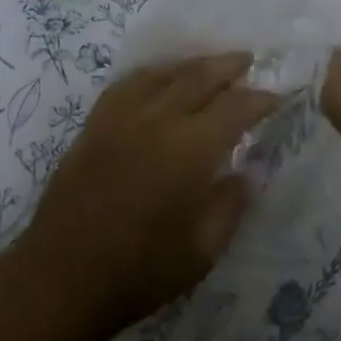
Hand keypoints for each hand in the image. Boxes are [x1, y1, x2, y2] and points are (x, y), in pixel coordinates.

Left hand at [19, 53, 276, 337]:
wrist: (62, 279)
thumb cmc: (140, 271)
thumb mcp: (202, 250)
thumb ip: (231, 203)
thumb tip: (252, 171)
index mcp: (190, 148)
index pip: (235, 107)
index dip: (260, 98)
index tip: (277, 96)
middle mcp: (157, 119)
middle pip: (199, 76)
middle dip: (228, 65)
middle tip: (248, 60)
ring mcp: (121, 117)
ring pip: (164, 73)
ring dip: (192, 64)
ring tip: (210, 64)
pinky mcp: (94, 124)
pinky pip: (128, 83)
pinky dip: (152, 74)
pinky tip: (158, 78)